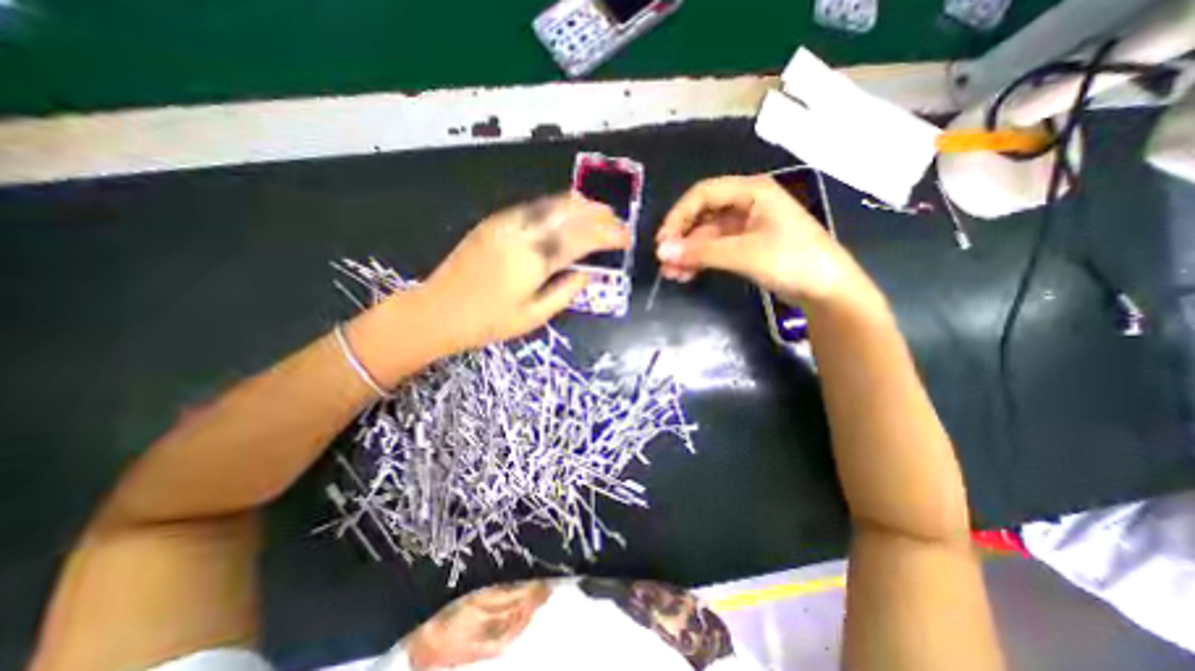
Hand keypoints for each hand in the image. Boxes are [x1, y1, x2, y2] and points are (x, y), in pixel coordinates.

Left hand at [417, 194, 627, 351]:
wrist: (436, 311)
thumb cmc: (487, 322)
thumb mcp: (534, 317)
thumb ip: (566, 292)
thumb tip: (590, 274)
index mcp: (535, 261)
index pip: (582, 239)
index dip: (609, 236)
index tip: (626, 239)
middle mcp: (523, 234)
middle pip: (570, 214)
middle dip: (599, 215)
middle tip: (617, 223)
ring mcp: (507, 223)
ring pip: (552, 203)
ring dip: (580, 205)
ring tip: (600, 211)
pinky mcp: (495, 222)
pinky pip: (534, 206)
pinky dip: (558, 206)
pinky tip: (567, 212)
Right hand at [657, 175, 864, 305]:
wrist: (827, 290)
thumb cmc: (792, 261)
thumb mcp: (744, 254)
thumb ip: (701, 252)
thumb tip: (661, 252)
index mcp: (751, 192)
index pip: (703, 194)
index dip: (679, 215)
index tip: (663, 241)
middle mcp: (746, 204)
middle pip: (702, 215)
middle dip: (682, 238)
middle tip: (664, 261)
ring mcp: (746, 227)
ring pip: (707, 235)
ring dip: (688, 253)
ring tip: (671, 273)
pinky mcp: (746, 247)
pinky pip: (715, 249)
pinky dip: (700, 260)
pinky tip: (686, 274)